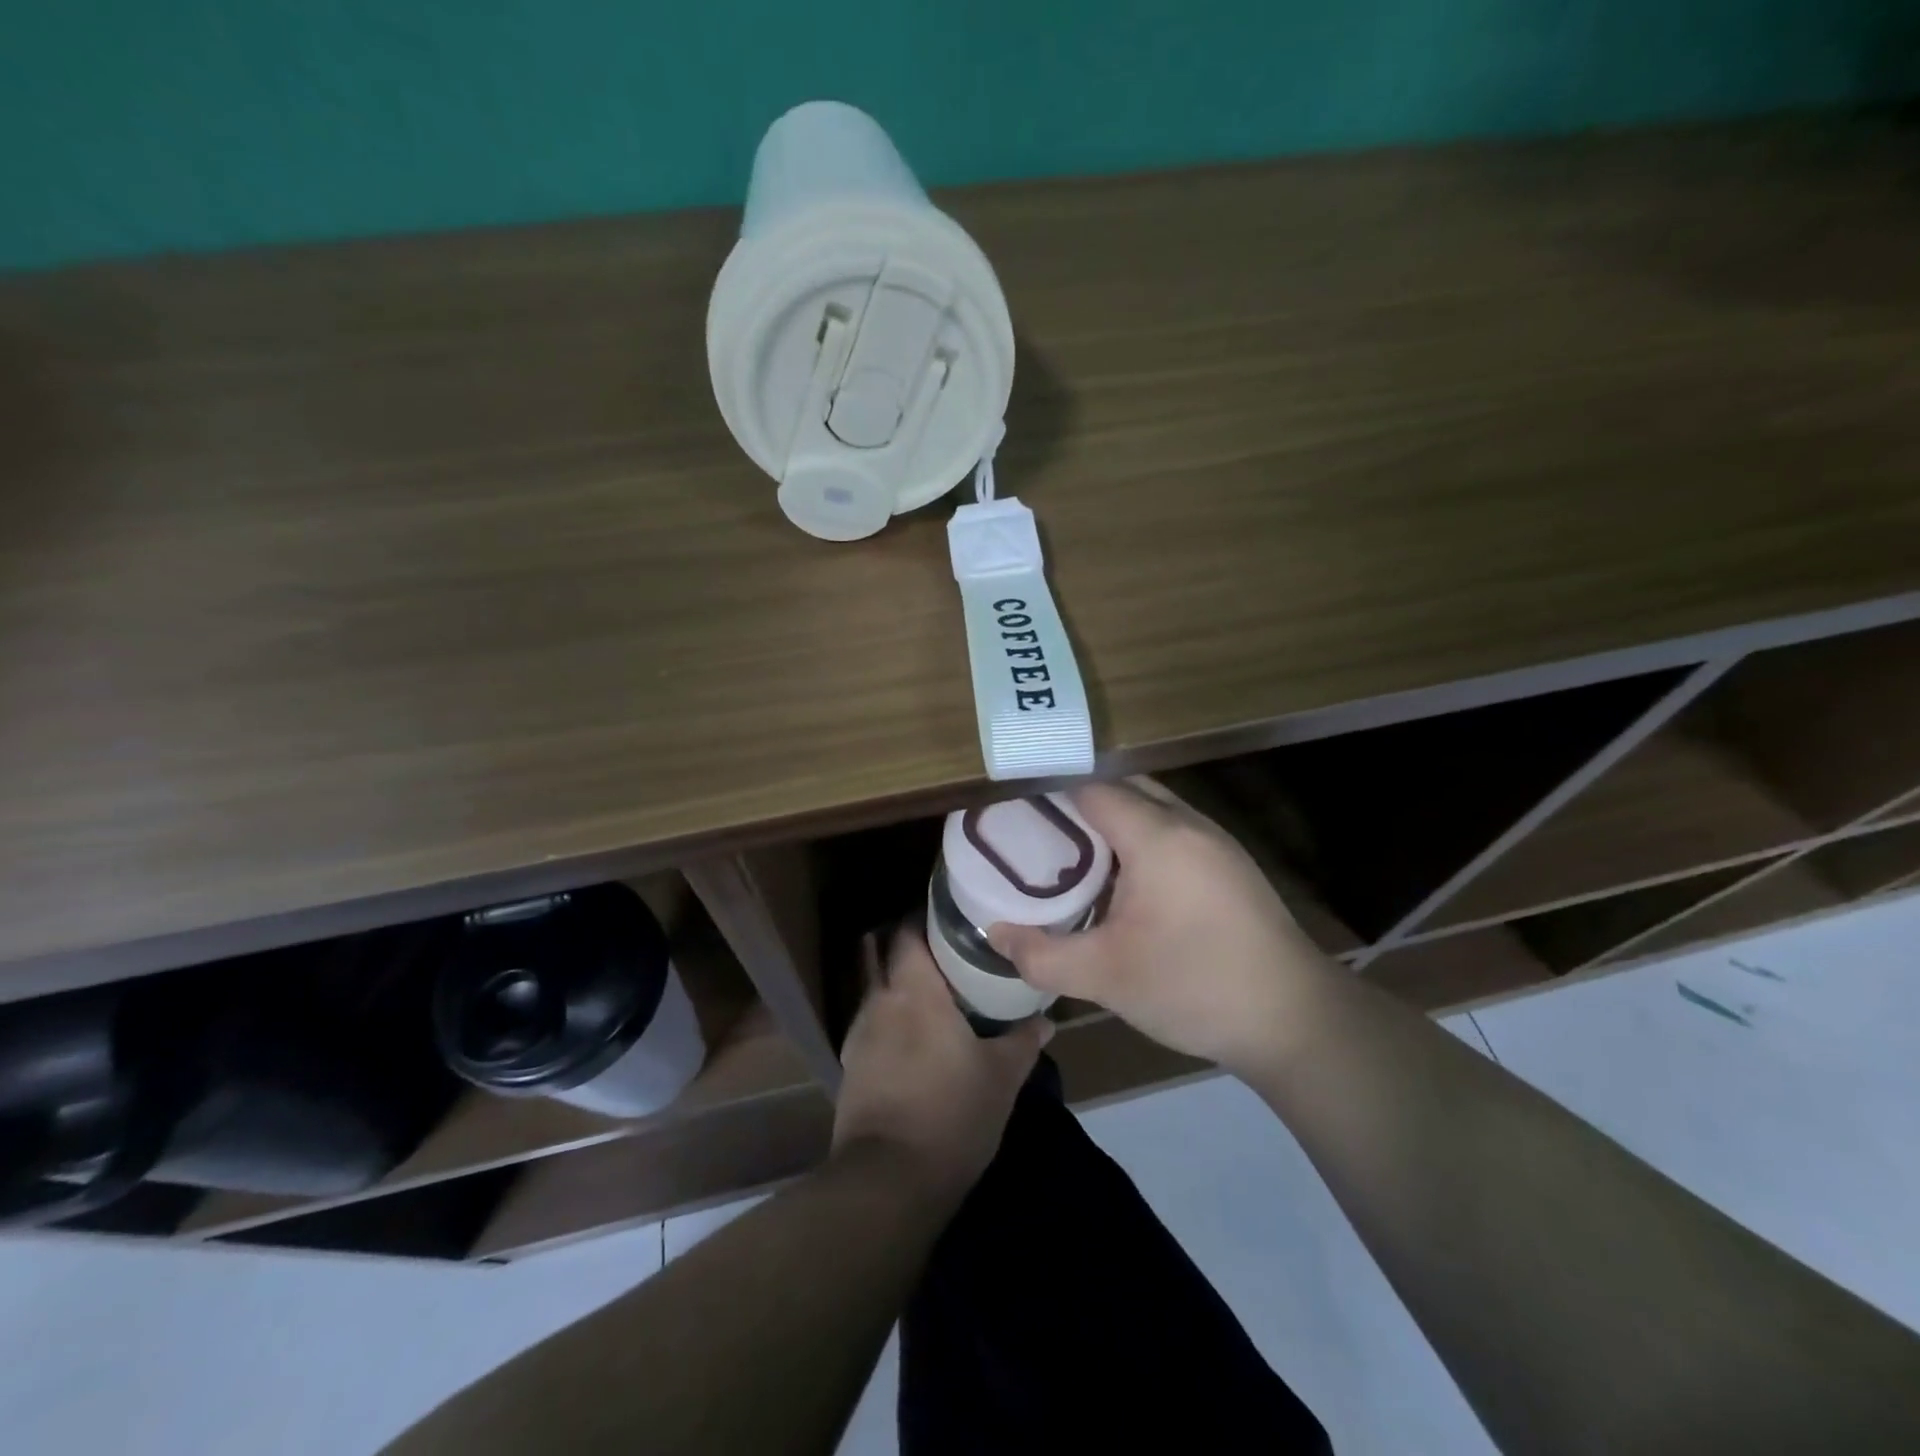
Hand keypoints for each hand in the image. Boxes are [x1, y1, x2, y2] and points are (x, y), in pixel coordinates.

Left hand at [832, 923, 1051, 1202]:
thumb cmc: (952, 1113)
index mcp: (914, 991)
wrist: (888, 1181)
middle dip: (910, 949)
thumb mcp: (1001, 1077)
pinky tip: (913, 1041)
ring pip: (877, 992)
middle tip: (948, 954)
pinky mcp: (850, 1068)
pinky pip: (872, 1027)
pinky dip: (890, 1021)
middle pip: (885, 956)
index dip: (925, 919)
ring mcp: (858, 1035)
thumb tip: (1047, 1021)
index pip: (907, 932)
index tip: (952, 918)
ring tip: (933, 997)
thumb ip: (1023, 1041)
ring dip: (898, 987)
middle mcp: (879, 1001)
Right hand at [988, 780, 1335, 1074]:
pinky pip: (1171, 829)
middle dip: (1076, 800)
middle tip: (1034, 829)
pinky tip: (1121, 877)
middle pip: (1123, 787)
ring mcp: (1215, 841)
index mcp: (1156, 835)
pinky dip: (1138, 836)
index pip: (1091, 787)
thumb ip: (1042, 954)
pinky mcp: (1229, 864)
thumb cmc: (1194, 986)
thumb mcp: (1106, 976)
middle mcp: (1187, 823)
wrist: (1295, 1020)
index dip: (1049, 789)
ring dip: (1110, 819)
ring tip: (1068, 849)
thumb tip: (994, 933)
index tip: (1012, 805)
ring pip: (1151, 807)